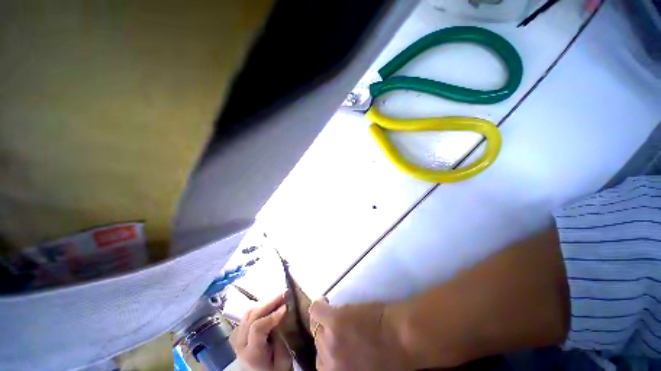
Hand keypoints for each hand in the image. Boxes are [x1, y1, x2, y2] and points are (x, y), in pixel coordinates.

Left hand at [229, 294, 291, 370]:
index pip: (257, 328)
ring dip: (264, 302)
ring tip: (279, 297)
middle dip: (270, 302)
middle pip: (251, 315)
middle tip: (285, 293)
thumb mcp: (282, 361)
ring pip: (248, 312)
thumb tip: (283, 314)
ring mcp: (237, 338)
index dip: (272, 315)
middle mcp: (241, 344)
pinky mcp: (238, 334)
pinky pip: (247, 315)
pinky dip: (259, 307)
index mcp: (252, 354)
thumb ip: (281, 338)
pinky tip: (269, 305)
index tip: (286, 307)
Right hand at [309, 298, 413, 370]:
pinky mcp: (334, 321)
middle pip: (320, 348)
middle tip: (340, 329)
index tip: (335, 343)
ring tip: (334, 314)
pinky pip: (316, 311)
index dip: (328, 354)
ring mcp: (330, 342)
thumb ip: (351, 367)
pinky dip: (318, 306)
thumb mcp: (366, 369)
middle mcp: (330, 365)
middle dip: (328, 339)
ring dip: (325, 323)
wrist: (404, 339)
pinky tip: (323, 301)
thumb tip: (348, 356)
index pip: (323, 366)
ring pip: (318, 330)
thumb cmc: (394, 357)